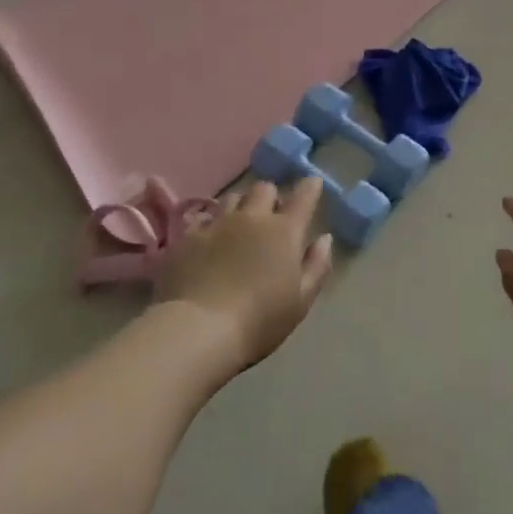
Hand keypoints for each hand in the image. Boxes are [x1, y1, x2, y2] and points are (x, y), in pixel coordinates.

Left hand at [155, 178, 333, 373]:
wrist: (199, 329)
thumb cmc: (259, 320)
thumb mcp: (300, 301)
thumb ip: (317, 265)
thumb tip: (324, 238)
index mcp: (284, 231)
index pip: (303, 196)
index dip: (310, 187)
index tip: (312, 184)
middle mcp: (252, 217)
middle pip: (264, 189)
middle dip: (271, 197)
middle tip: (271, 215)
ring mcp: (217, 223)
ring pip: (232, 198)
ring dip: (241, 206)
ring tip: (239, 223)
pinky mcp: (188, 236)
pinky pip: (203, 217)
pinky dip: (212, 223)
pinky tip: (210, 238)